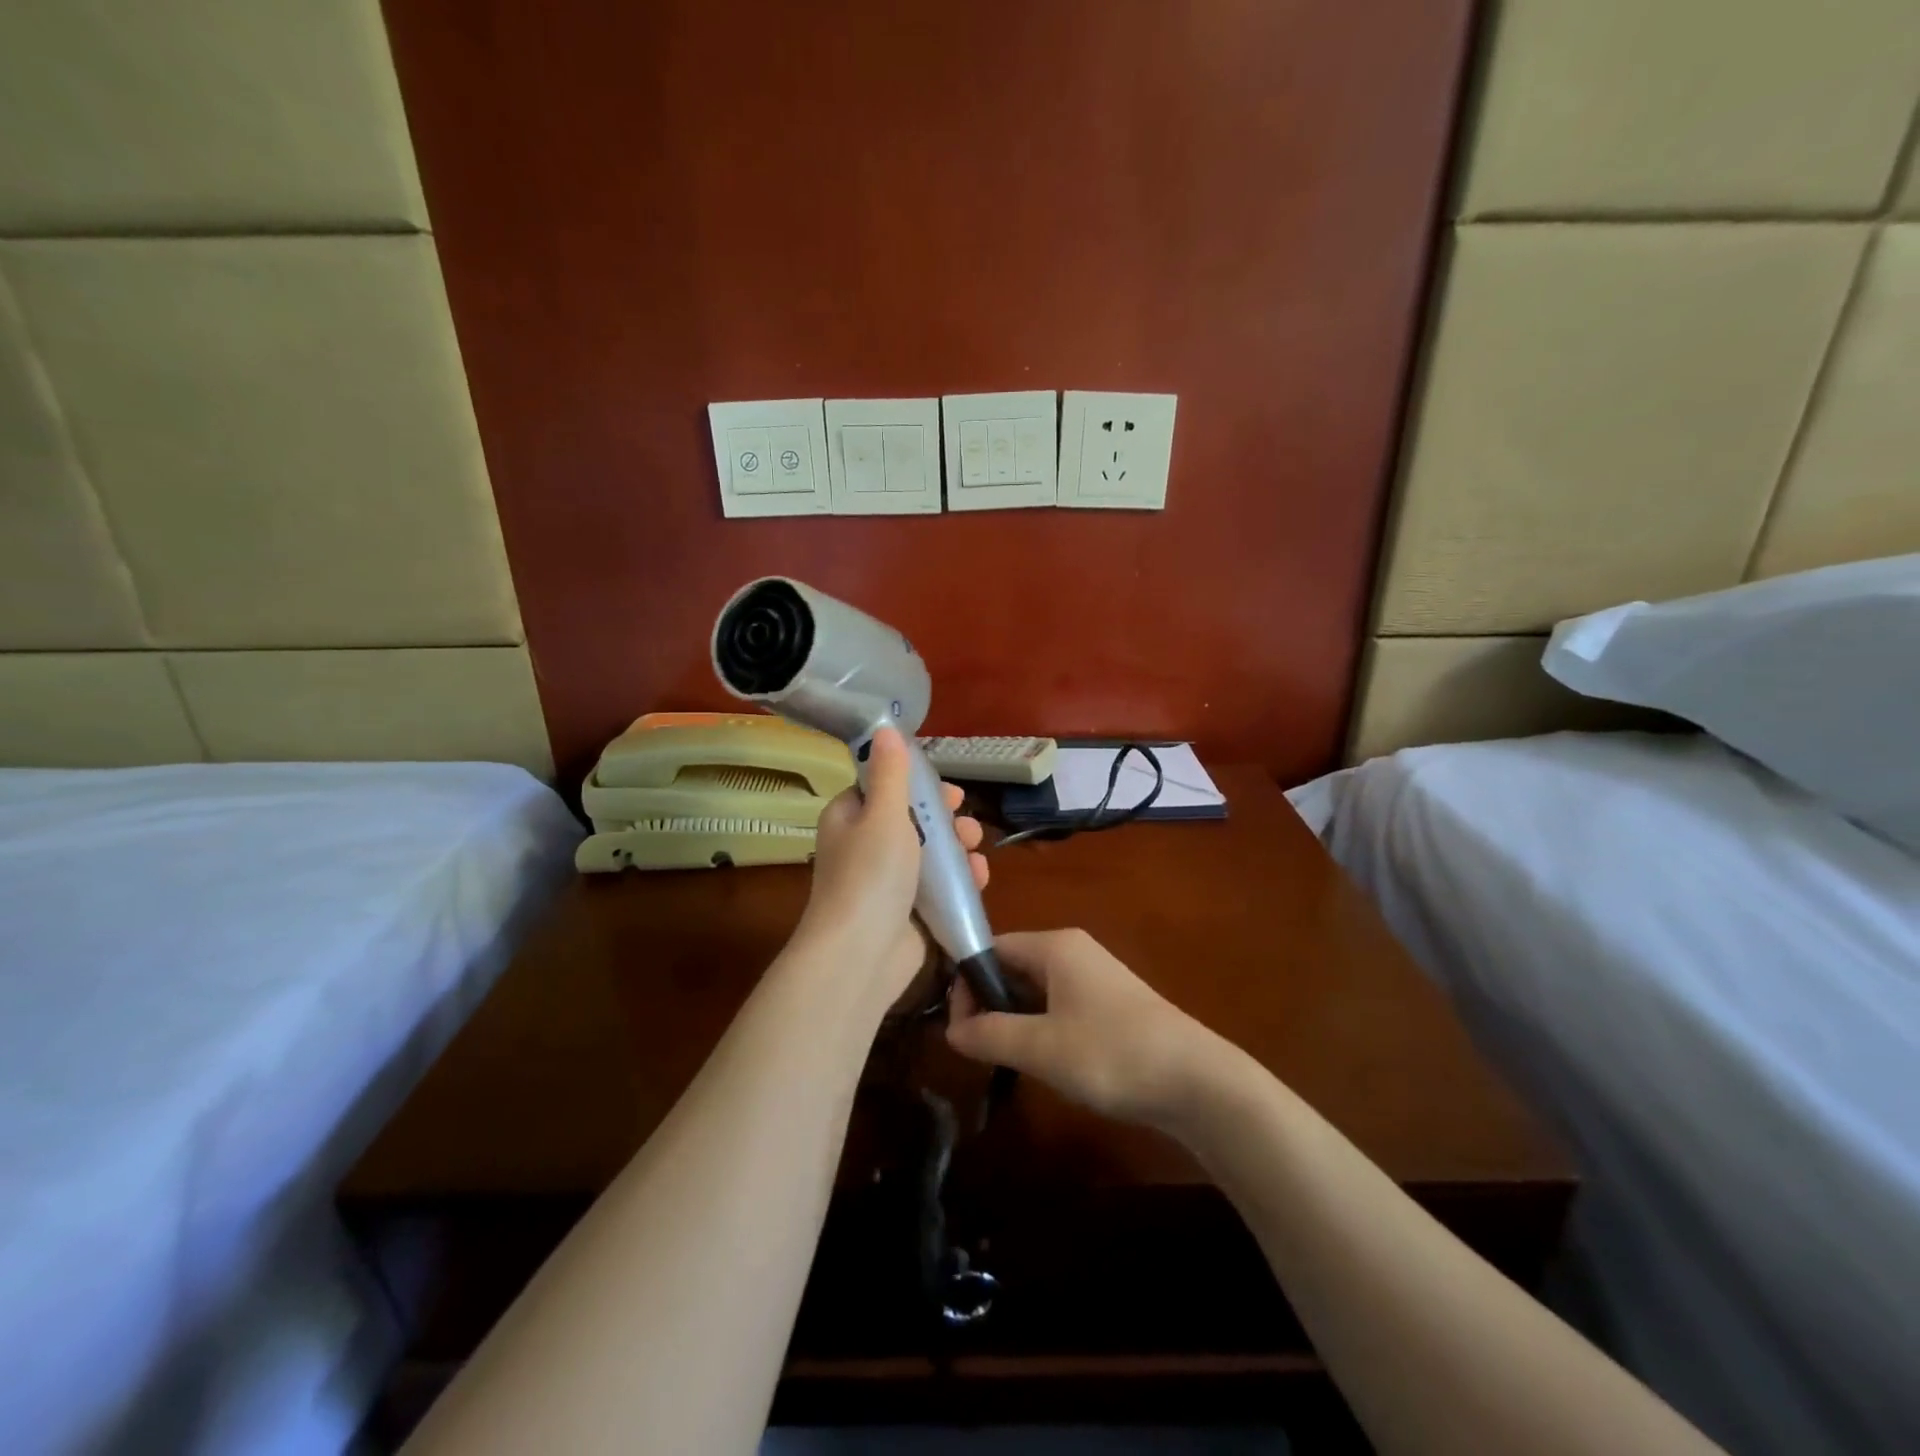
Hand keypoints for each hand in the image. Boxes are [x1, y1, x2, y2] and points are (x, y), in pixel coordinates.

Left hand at [798, 727, 987, 1006]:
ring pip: (929, 854)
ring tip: (974, 848)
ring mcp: (887, 882)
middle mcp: (865, 846)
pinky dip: (959, 880)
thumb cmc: (870, 875)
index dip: (916, 784)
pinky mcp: (909, 912)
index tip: (946, 788)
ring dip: (956, 847)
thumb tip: (884, 729)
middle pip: (912, 820)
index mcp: (850, 818)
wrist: (862, 955)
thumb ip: (891, 773)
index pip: (883, 788)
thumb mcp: (883, 814)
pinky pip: (938, 887)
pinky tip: (979, 877)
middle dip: (944, 818)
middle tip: (965, 817)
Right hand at [946, 929, 1230, 1128]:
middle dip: (988, 1003)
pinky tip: (1040, 1060)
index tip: (956, 1027)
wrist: (1198, 1081)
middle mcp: (1073, 951)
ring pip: (1034, 989)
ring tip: (1002, 1058)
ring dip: (1013, 1019)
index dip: (966, 984)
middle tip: (975, 1048)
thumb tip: (950, 1030)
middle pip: (1012, 966)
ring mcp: (1094, 977)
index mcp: (1054, 946)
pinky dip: (1040, 1027)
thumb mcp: (1041, 1047)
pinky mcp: (1109, 1004)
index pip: (991, 948)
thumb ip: (990, 1035)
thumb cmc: (1112, 1053)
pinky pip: (1058, 1005)